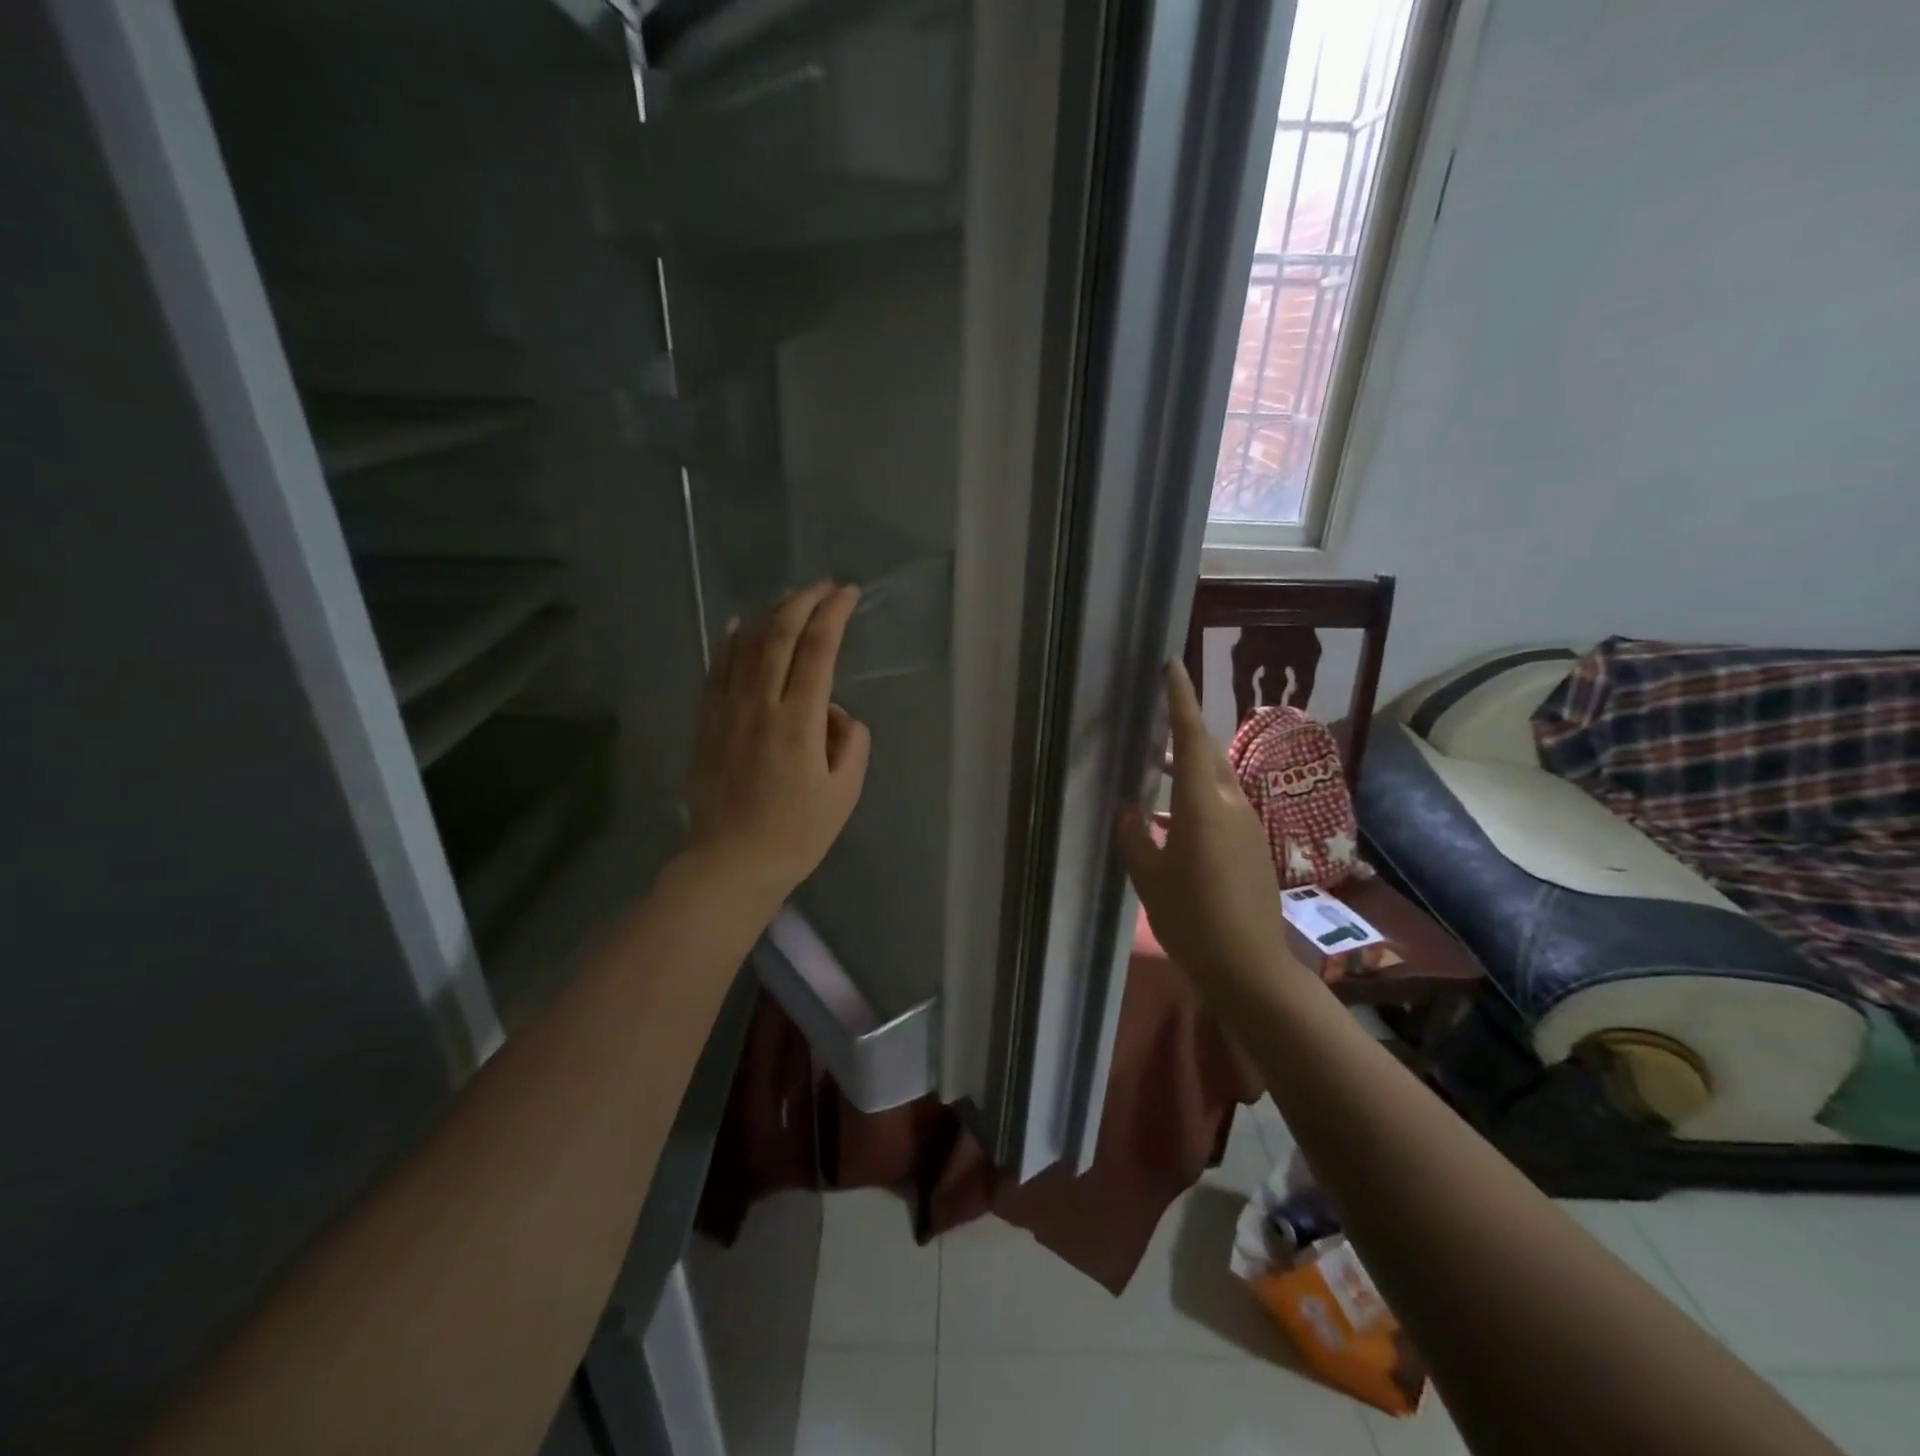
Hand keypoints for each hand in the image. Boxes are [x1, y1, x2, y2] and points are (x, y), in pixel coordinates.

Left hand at [682, 581, 871, 912]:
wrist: (729, 864)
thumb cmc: (795, 834)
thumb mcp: (845, 794)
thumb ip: (852, 743)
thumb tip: (835, 712)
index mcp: (798, 721)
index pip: (818, 649)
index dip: (834, 613)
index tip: (849, 594)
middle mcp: (760, 704)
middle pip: (780, 634)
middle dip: (804, 600)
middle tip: (824, 585)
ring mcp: (726, 710)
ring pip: (746, 644)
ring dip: (770, 612)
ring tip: (790, 595)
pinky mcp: (706, 723)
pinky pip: (717, 669)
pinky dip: (731, 641)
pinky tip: (740, 624)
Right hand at [1116, 661, 1295, 994]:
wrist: (1250, 967)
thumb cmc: (1192, 919)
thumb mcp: (1149, 877)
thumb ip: (1134, 836)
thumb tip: (1129, 809)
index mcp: (1203, 805)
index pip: (1191, 738)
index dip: (1181, 699)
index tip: (1172, 665)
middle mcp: (1232, 805)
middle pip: (1209, 752)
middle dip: (1186, 727)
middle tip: (1159, 712)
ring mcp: (1248, 825)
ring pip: (1218, 778)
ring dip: (1192, 763)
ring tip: (1160, 763)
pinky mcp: (1253, 845)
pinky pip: (1224, 803)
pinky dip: (1200, 793)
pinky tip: (1177, 816)